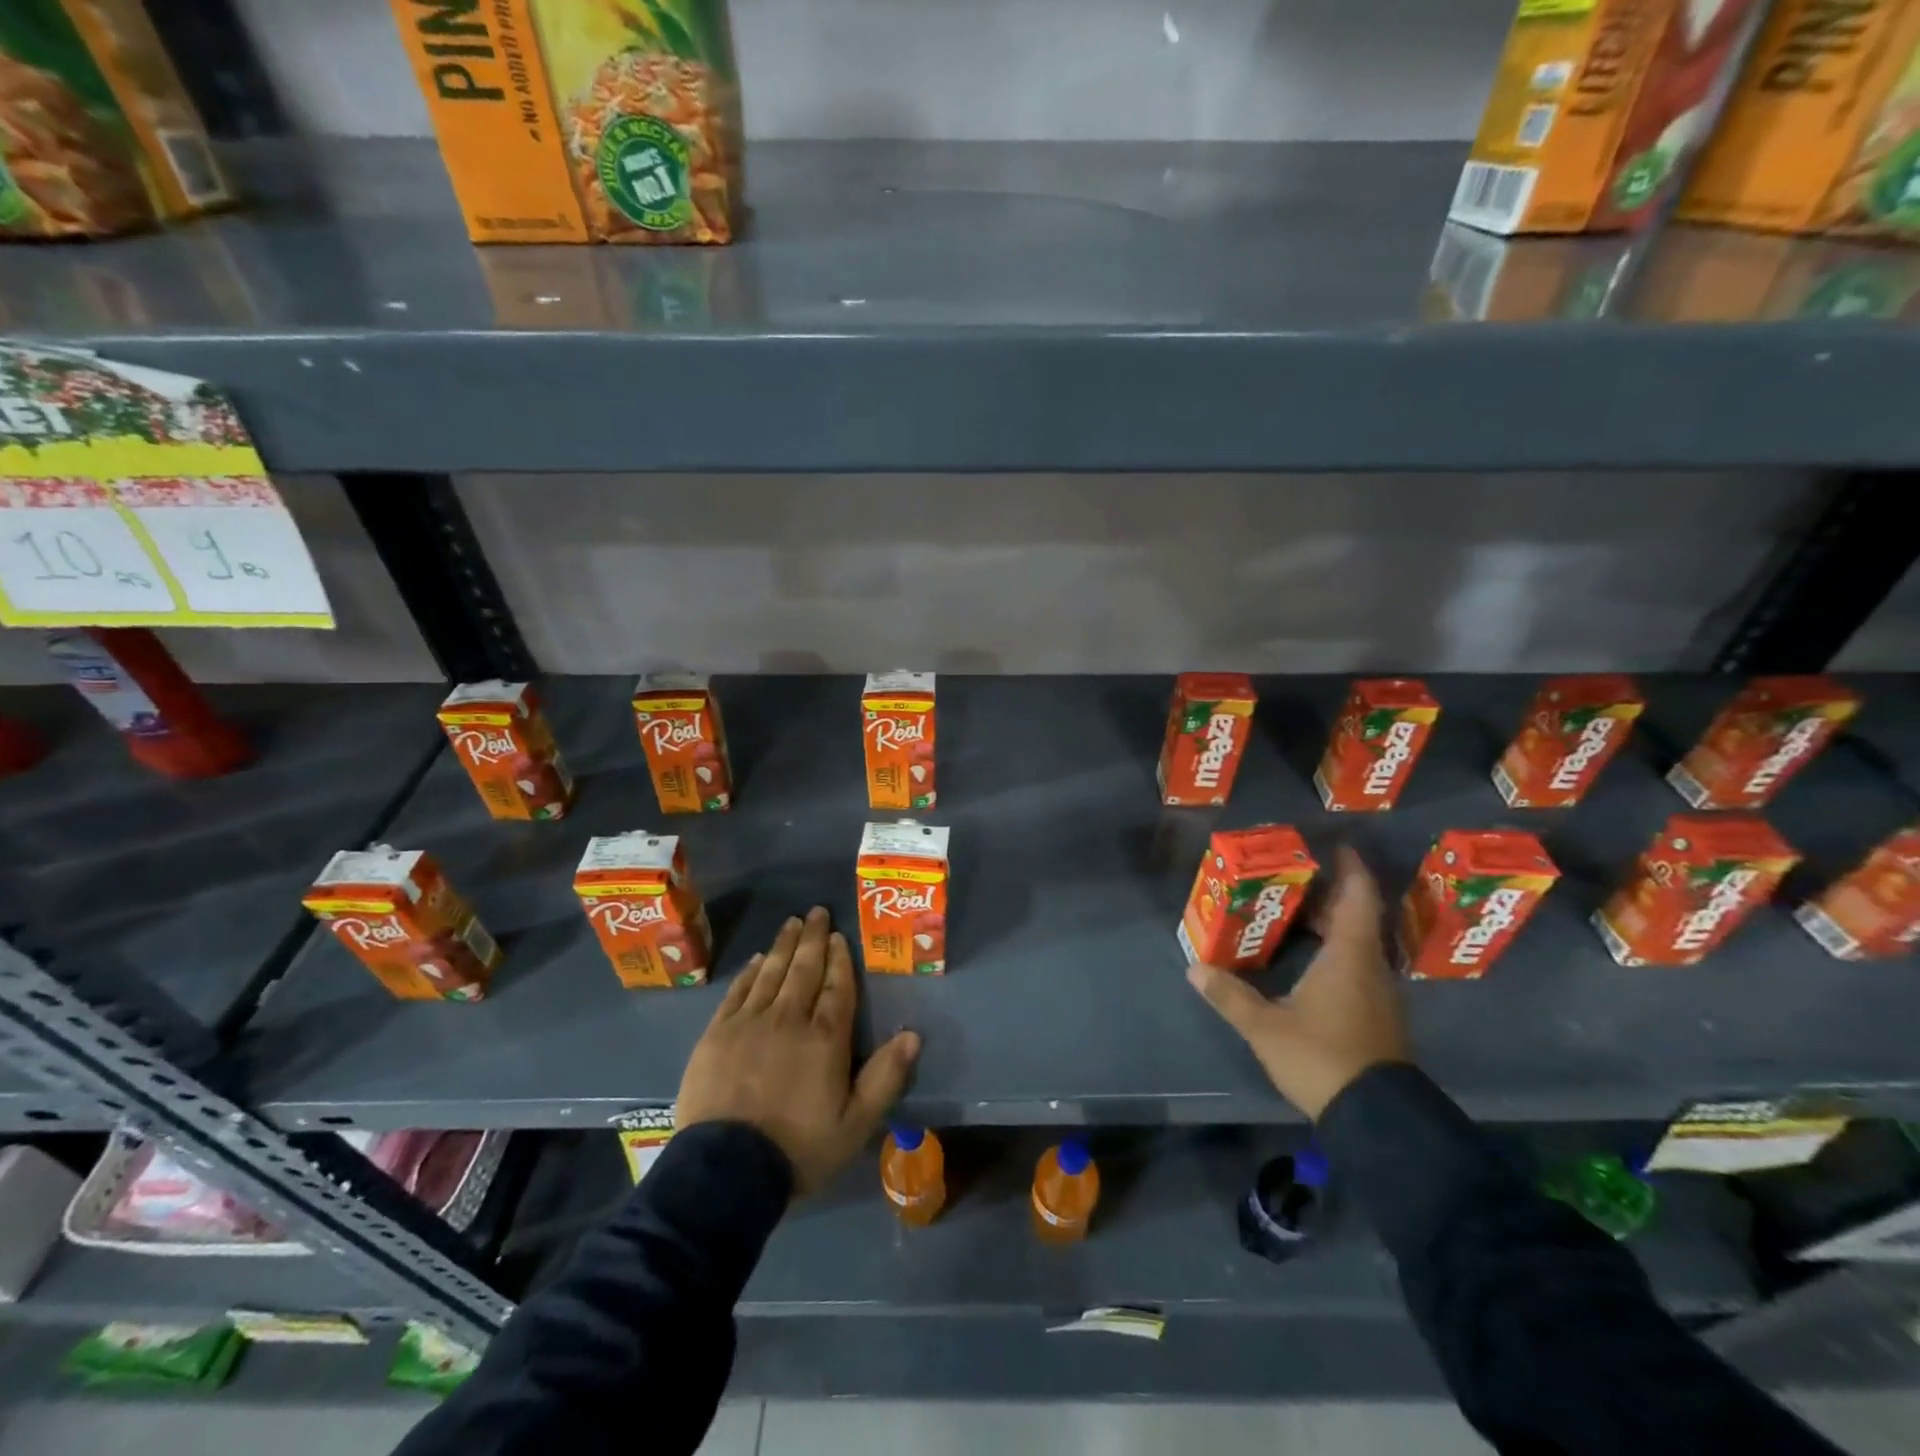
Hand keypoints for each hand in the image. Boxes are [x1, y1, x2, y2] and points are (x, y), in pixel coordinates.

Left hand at [677, 907, 920, 1193]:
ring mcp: (749, 1023)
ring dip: (784, 945)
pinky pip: (738, 991)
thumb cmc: (798, 1149)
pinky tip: (758, 959)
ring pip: (771, 972)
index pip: (836, 987)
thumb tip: (913, 1035)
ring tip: (792, 922)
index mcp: (825, 1038)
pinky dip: (751, 971)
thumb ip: (885, 1077)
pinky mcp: (717, 1033)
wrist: (725, 1172)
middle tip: (817, 911)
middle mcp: (788, 1019)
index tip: (839, 936)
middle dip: (813, 938)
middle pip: (803, 969)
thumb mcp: (855, 1124)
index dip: (839, 959)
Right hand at [1186, 846, 1409, 1118]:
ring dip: (1334, 926)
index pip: (1358, 898)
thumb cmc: (1322, 1057)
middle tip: (1294, 880)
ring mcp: (1379, 994)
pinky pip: (1360, 966)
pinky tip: (1311, 962)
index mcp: (1349, 957)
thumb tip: (1194, 968)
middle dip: (1330, 896)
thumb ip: (1230, 996)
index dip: (1351, 869)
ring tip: (1296, 915)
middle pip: (1357, 918)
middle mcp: (1371, 967)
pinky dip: (1338, 952)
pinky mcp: (1379, 1016)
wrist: (1376, 1116)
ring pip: (1360, 944)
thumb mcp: (1265, 1027)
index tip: (1337, 847)